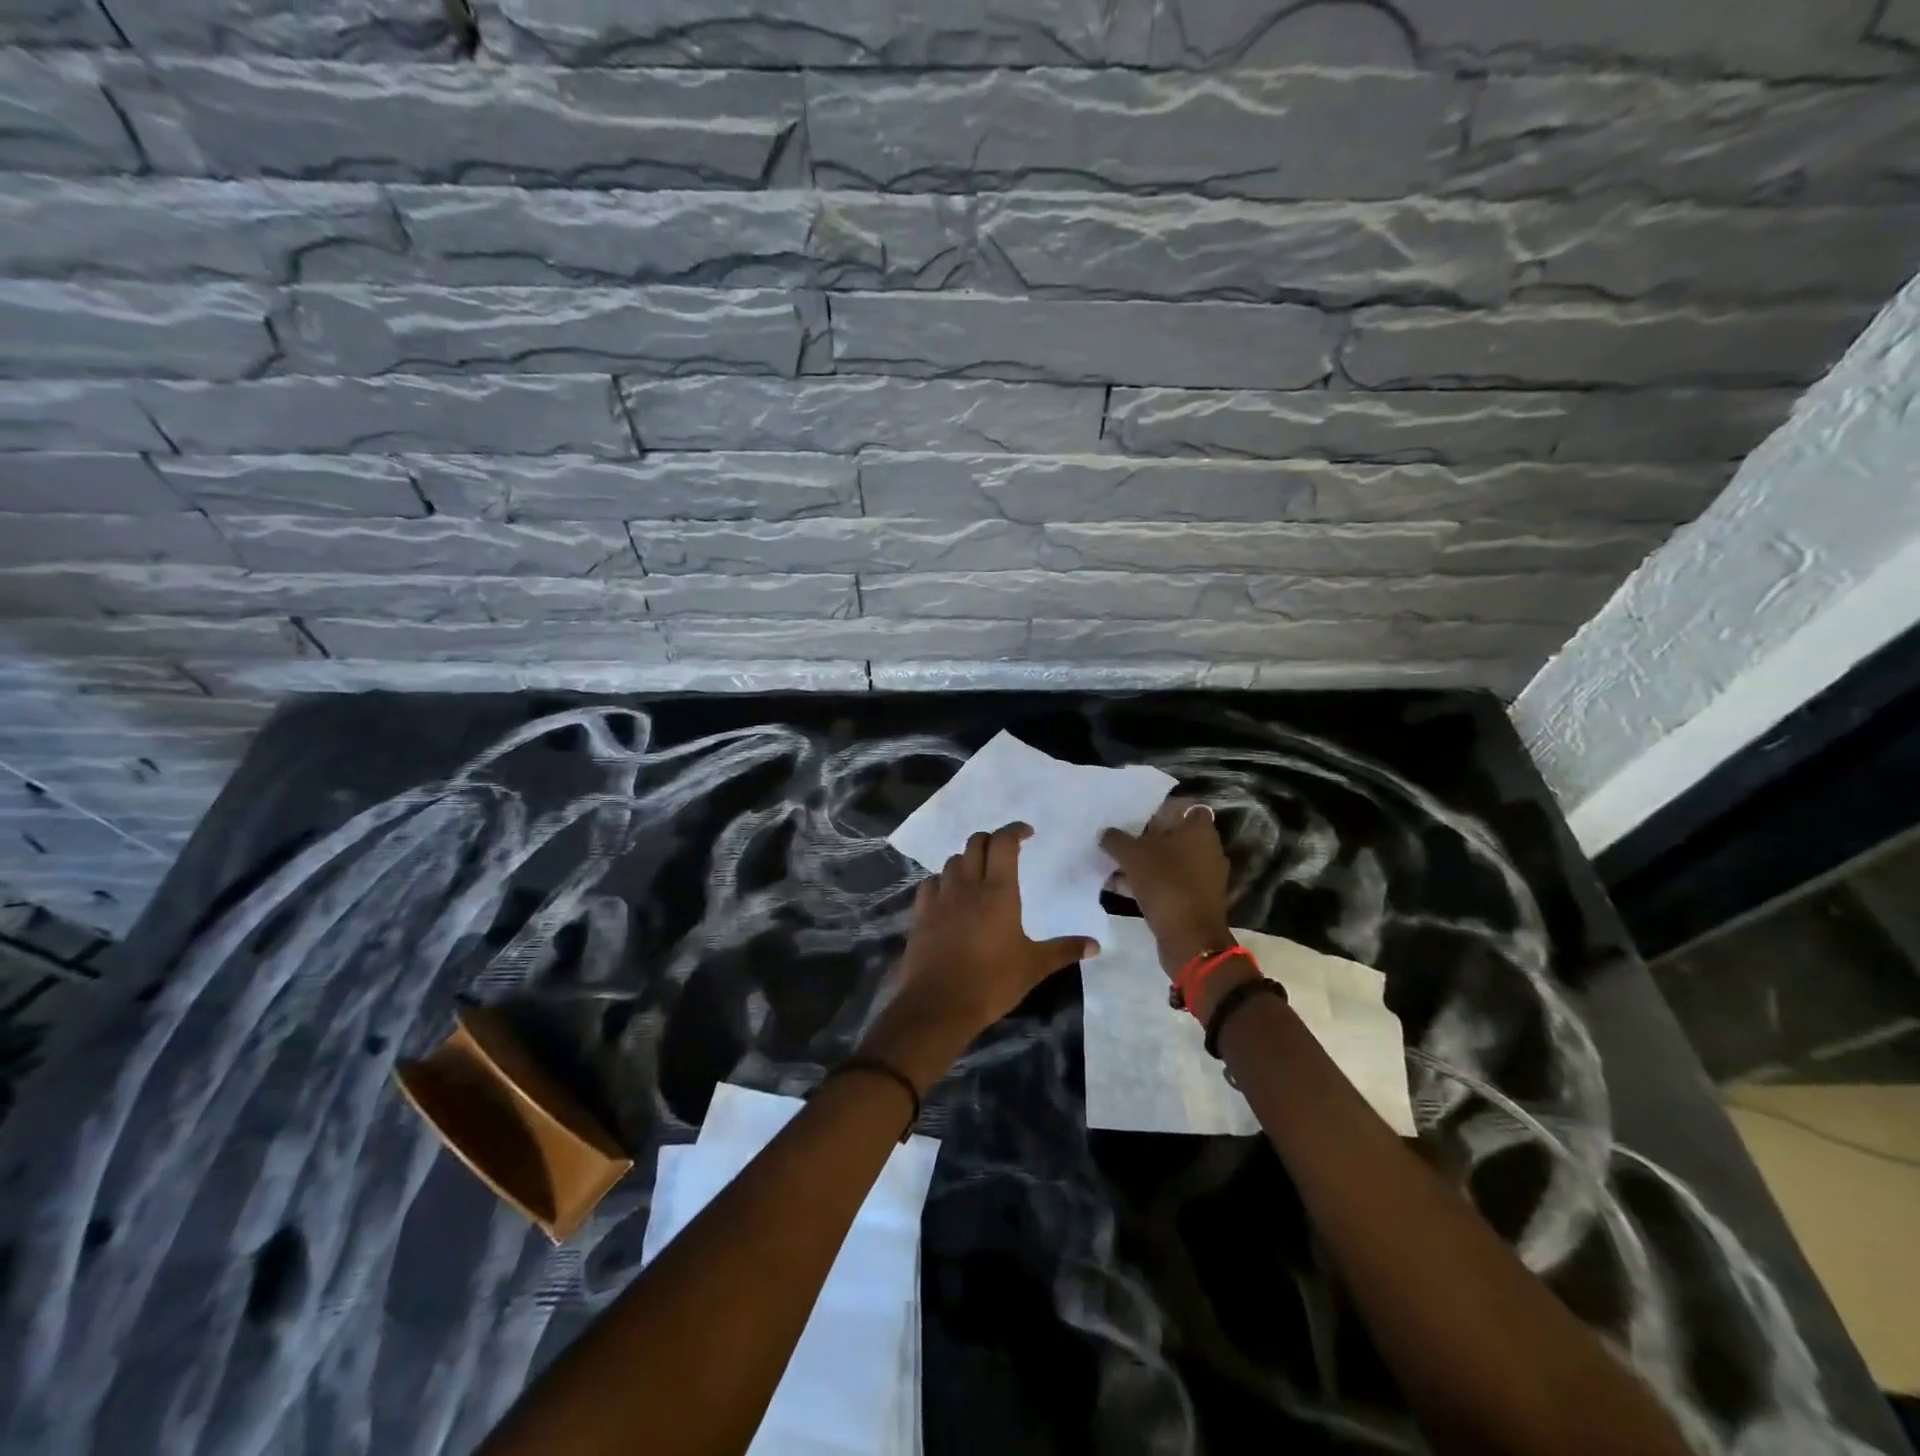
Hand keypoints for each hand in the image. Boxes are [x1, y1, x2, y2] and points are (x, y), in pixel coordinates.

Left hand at [884, 823, 1096, 1049]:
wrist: (939, 1005)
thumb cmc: (992, 982)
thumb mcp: (1034, 967)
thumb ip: (1064, 950)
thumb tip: (1095, 945)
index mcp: (998, 892)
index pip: (1003, 843)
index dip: (1014, 830)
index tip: (1027, 833)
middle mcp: (968, 885)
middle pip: (976, 843)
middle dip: (991, 840)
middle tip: (1005, 851)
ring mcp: (941, 898)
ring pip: (952, 861)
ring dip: (967, 859)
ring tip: (979, 872)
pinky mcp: (921, 913)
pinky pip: (931, 883)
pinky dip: (943, 880)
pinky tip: (949, 894)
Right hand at [1101, 798, 1233, 973]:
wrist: (1190, 939)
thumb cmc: (1166, 885)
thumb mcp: (1133, 856)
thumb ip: (1116, 839)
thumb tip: (1104, 832)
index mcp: (1200, 831)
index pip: (1184, 807)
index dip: (1161, 808)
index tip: (1136, 813)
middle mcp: (1208, 850)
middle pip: (1174, 835)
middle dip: (1147, 837)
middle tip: (1120, 837)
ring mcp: (1204, 877)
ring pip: (1170, 861)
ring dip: (1145, 862)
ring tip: (1114, 863)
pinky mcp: (1196, 900)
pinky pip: (1170, 882)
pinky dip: (1150, 882)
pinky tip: (1122, 886)